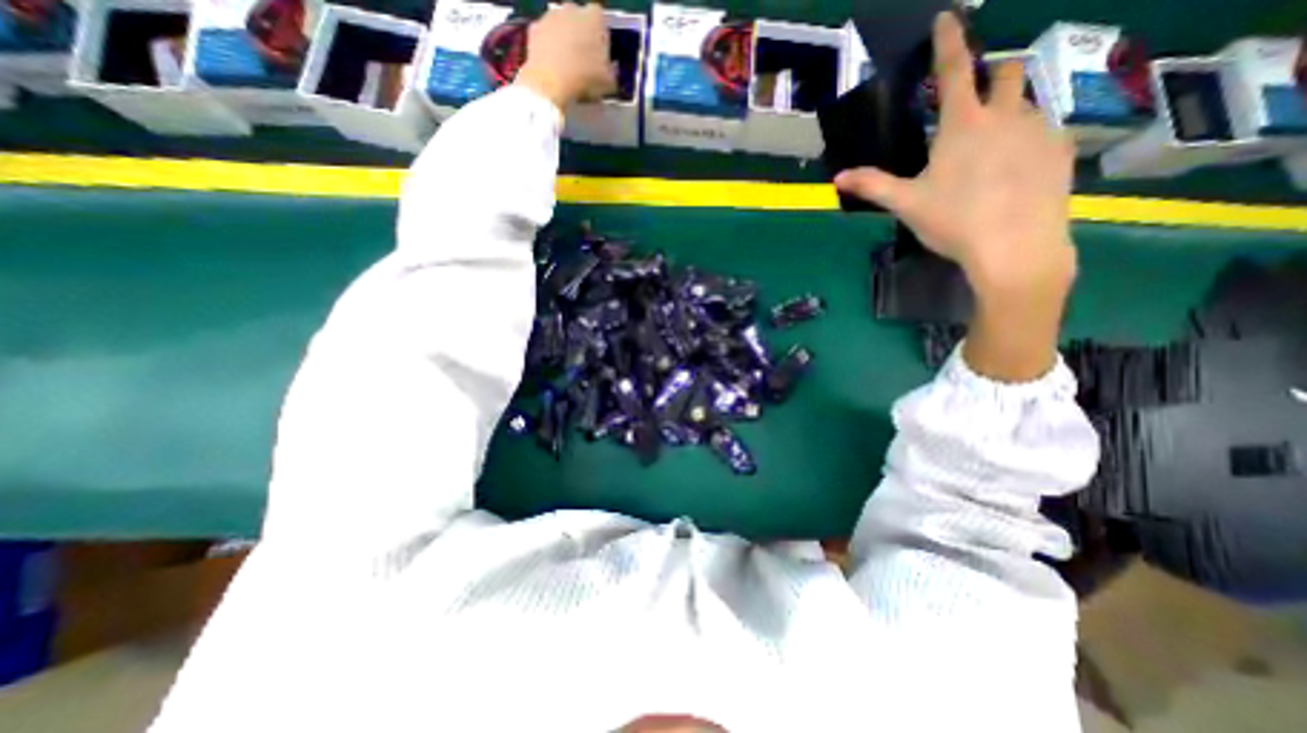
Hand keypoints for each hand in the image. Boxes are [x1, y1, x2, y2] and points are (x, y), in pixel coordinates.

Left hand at [515, 3, 617, 111]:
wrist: (550, 83)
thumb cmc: (585, 79)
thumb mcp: (609, 82)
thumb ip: (612, 70)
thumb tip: (611, 68)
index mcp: (595, 17)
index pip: (601, 20)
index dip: (601, 37)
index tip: (601, 54)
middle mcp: (572, 8)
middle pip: (579, 19)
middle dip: (582, 35)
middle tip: (584, 60)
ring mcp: (551, 16)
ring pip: (561, 26)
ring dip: (565, 40)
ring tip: (568, 66)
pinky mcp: (534, 28)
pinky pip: (545, 36)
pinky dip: (549, 48)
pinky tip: (553, 67)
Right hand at [832, 12, 1077, 295]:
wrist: (1015, 245)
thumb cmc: (953, 220)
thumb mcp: (906, 204)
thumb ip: (872, 185)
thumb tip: (838, 177)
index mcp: (962, 125)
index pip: (953, 70)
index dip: (948, 41)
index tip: (947, 18)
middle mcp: (1006, 115)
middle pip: (1006, 72)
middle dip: (991, 75)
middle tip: (973, 104)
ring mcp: (1039, 128)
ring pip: (1027, 101)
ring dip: (1008, 110)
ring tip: (990, 148)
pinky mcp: (1061, 148)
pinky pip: (1045, 128)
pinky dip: (1026, 137)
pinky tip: (1014, 168)